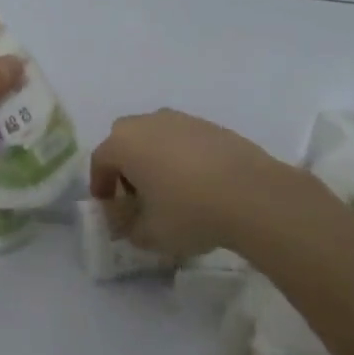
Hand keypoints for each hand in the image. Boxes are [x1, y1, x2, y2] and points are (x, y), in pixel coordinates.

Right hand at [89, 109, 332, 259]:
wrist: (253, 195)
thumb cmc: (189, 212)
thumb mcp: (150, 234)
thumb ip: (128, 228)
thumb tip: (125, 223)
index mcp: (124, 143)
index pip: (100, 161)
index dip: (100, 186)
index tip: (109, 207)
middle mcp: (148, 123)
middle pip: (125, 141)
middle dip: (125, 166)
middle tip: (136, 195)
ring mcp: (182, 120)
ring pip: (156, 137)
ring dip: (155, 159)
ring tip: (169, 189)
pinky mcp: (212, 126)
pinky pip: (184, 140)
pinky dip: (182, 157)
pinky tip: (198, 184)